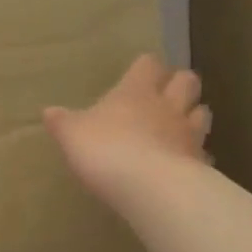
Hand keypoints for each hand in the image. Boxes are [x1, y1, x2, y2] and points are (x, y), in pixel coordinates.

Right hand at [44, 55, 211, 205]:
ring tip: (179, 126)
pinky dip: (196, 156)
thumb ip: (62, 122)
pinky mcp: (198, 163)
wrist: (149, 187)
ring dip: (193, 115)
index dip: (145, 67)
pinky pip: (202, 154)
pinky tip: (184, 165)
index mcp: (136, 91)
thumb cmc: (105, 150)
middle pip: (187, 81)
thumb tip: (49, 111)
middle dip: (179, 84)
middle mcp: (167, 105)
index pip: (148, 65)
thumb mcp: (71, 135)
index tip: (138, 74)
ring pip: (202, 113)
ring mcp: (188, 134)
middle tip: (165, 96)